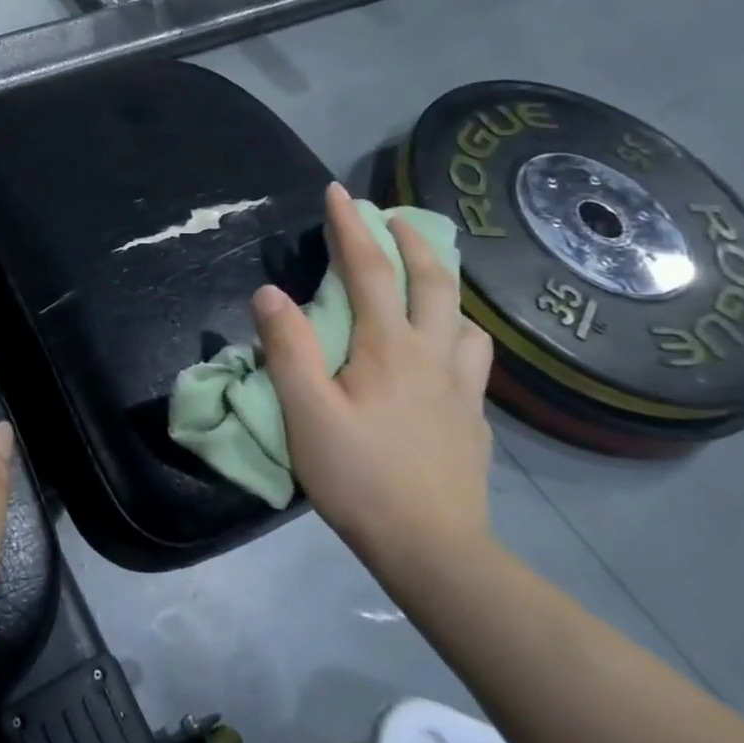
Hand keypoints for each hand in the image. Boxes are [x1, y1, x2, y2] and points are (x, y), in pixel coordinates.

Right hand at [251, 182, 496, 583]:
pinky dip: (454, 333)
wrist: (433, 550)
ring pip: (463, 319)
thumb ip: (288, 348)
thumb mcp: (306, 413)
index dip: (352, 228)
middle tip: (392, 217)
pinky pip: (470, 358)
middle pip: (434, 281)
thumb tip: (270, 292)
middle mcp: (433, 355)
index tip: (338, 192)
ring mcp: (461, 388)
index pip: (370, 271)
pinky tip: (442, 352)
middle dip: (411, 240)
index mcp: (389, 348)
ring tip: (424, 281)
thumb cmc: (359, 477)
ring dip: (443, 286)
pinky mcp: (473, 419)